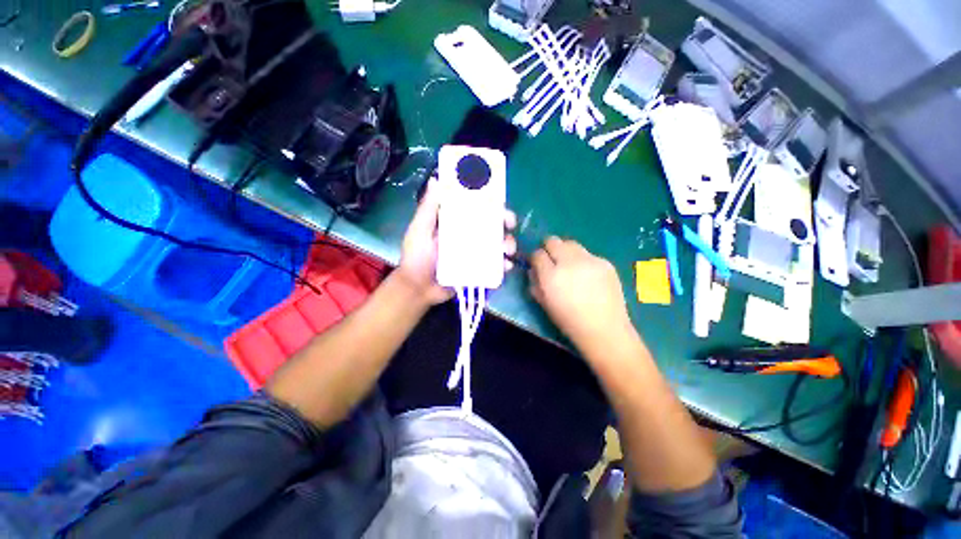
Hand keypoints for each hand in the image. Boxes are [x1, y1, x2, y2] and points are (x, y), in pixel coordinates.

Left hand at [396, 178, 516, 304]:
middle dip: (505, 221)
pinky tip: (506, 266)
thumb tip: (436, 180)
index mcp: (456, 222)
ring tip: (506, 250)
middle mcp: (469, 235)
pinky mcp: (480, 270)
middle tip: (509, 224)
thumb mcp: (420, 230)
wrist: (418, 289)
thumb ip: (428, 208)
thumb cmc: (416, 257)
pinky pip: (496, 265)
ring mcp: (476, 253)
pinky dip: (504, 265)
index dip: (490, 201)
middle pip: (493, 224)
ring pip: (499, 244)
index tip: (499, 198)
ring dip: (508, 243)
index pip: (477, 207)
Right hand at [529, 237, 631, 349]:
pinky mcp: (605, 262)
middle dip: (549, 248)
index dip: (535, 258)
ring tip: (569, 265)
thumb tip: (533, 270)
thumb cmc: (569, 321)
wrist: (604, 329)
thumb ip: (535, 283)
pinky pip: (588, 254)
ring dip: (565, 251)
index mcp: (551, 276)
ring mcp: (589, 260)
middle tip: (552, 259)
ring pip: (571, 243)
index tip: (537, 264)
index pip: (537, 254)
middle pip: (553, 241)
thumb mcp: (544, 304)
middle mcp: (569, 263)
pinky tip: (587, 275)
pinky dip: (583, 260)